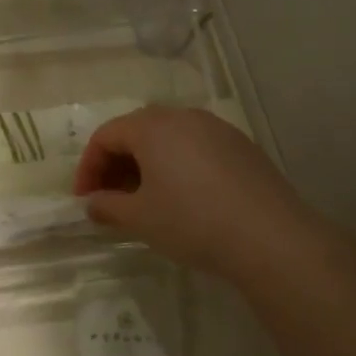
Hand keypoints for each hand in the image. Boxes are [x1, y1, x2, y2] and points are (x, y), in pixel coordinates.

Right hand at [73, 106, 323, 282]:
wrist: (270, 238)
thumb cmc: (192, 222)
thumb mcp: (139, 218)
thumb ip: (107, 206)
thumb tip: (93, 203)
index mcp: (153, 126)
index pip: (106, 136)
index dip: (88, 167)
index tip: (84, 200)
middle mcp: (184, 117)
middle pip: (137, 132)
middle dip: (116, 164)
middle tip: (110, 199)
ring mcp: (217, 129)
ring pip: (168, 139)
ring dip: (146, 165)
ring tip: (143, 201)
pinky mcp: (242, 147)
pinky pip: (195, 148)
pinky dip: (176, 167)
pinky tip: (181, 199)